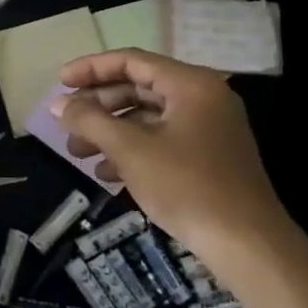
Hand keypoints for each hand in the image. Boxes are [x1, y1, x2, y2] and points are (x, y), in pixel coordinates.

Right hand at [53, 49, 292, 272]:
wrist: (249, 247)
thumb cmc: (188, 187)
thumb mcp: (131, 150)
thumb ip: (90, 121)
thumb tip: (58, 104)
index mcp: (190, 85)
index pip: (132, 61)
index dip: (91, 68)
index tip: (60, 81)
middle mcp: (202, 98)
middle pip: (139, 88)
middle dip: (98, 106)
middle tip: (66, 121)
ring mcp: (208, 129)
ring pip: (147, 118)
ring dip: (110, 132)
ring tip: (77, 153)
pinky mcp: (209, 158)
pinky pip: (162, 141)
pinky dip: (132, 151)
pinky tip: (106, 174)